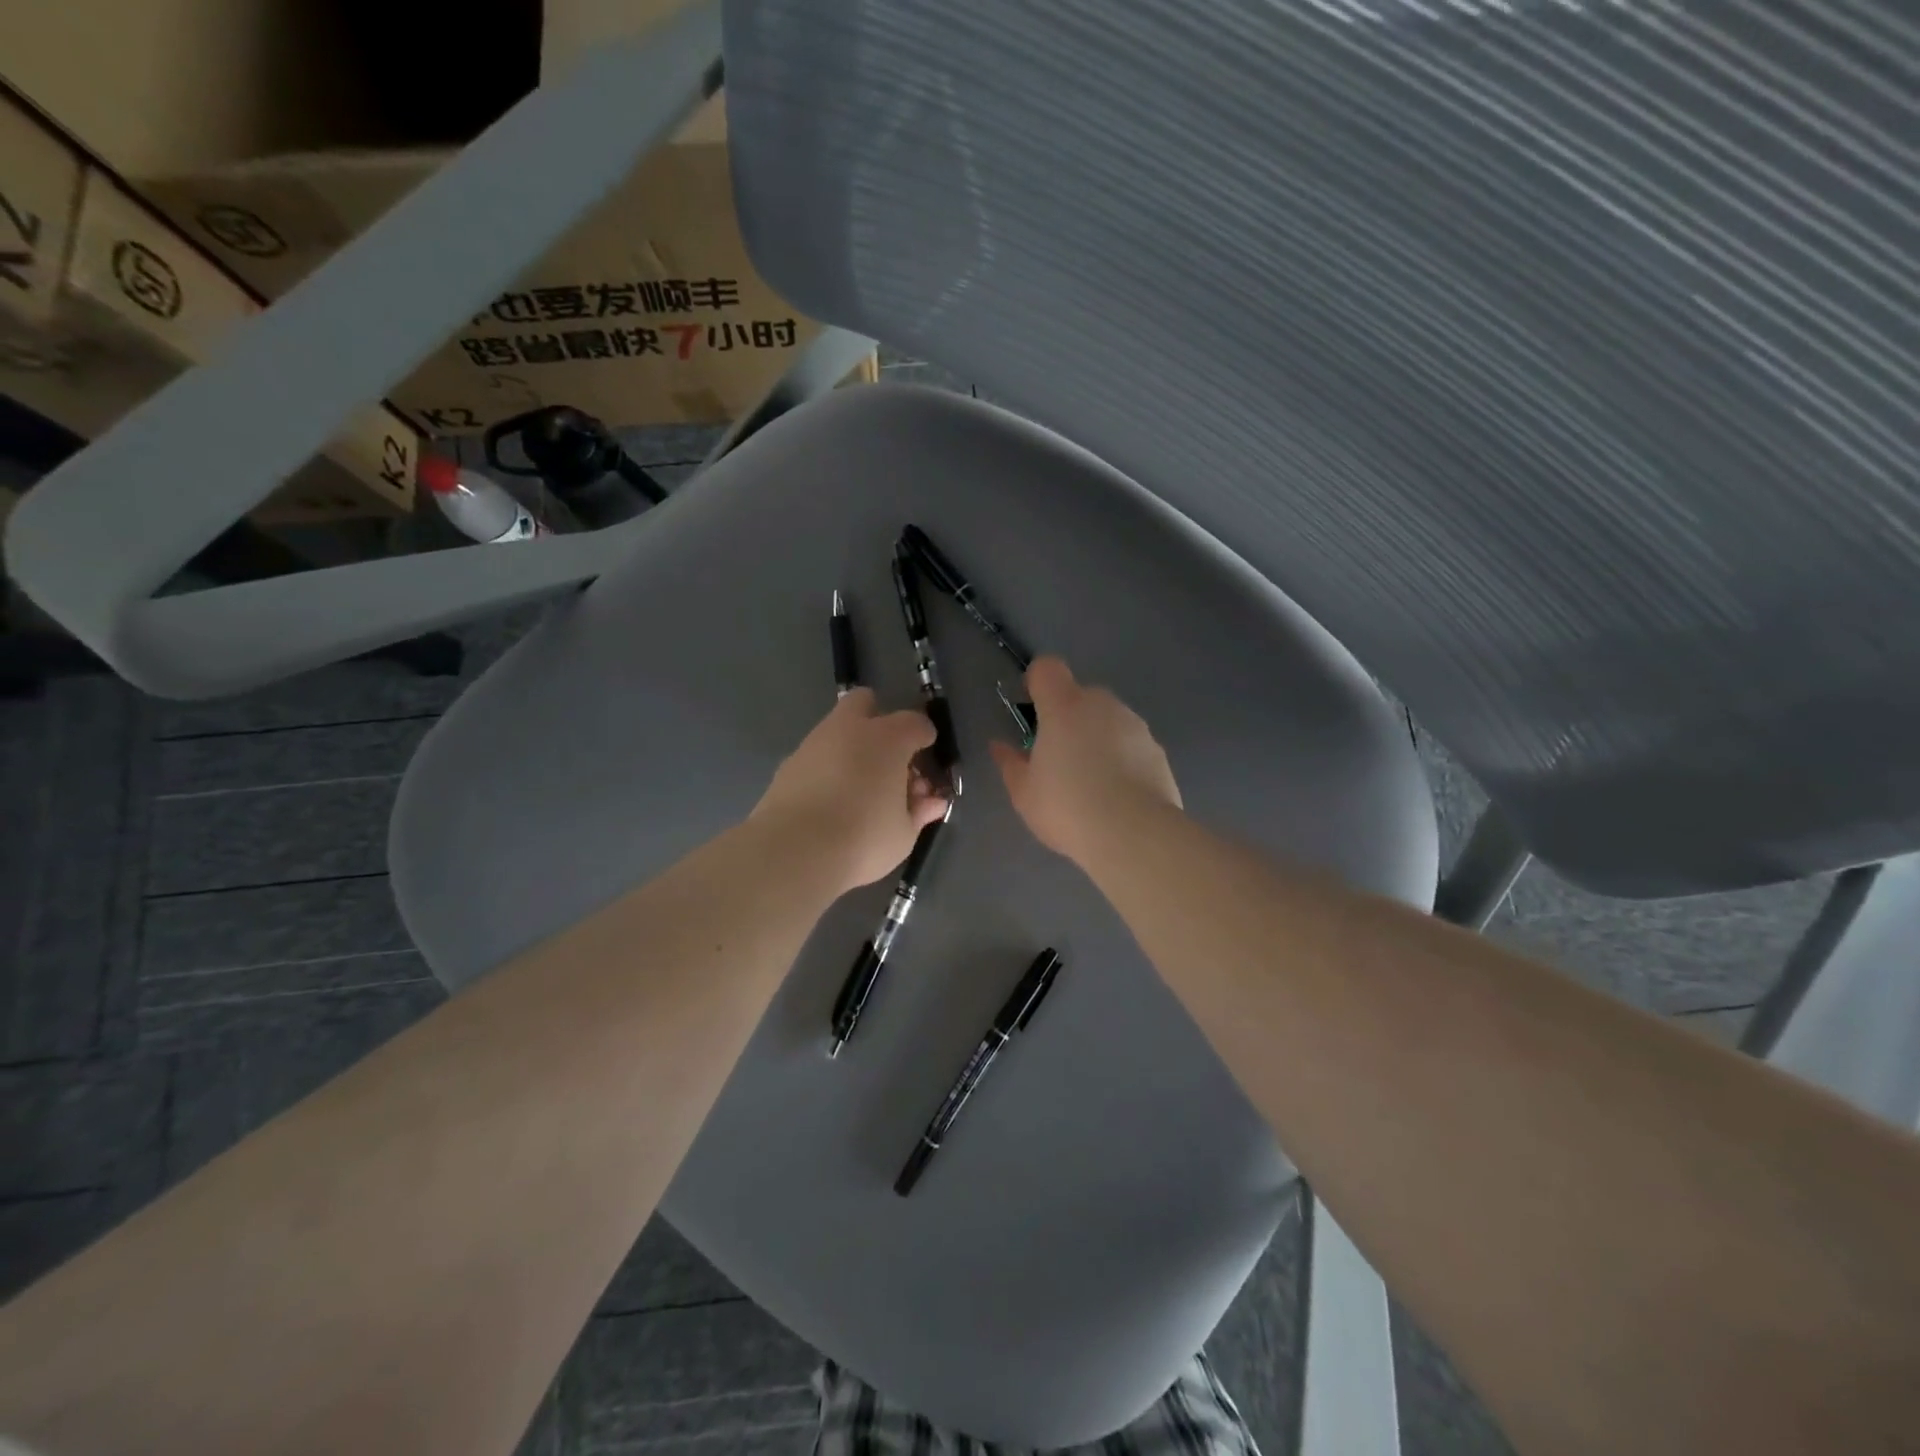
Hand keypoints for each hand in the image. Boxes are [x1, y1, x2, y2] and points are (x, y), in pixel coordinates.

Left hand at [753, 689, 950, 893]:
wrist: (794, 852)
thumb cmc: (863, 839)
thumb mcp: (904, 833)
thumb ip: (919, 811)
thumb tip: (931, 801)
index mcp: (887, 739)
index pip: (915, 723)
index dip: (925, 738)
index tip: (927, 757)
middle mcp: (849, 730)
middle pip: (865, 702)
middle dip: (879, 720)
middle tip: (888, 757)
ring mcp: (813, 744)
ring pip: (836, 729)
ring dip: (851, 747)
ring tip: (860, 787)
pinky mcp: (787, 765)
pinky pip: (816, 756)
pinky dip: (828, 769)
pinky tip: (831, 799)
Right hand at [989, 657, 1181, 864]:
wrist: (1134, 834)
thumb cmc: (1067, 808)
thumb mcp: (1025, 793)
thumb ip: (1010, 764)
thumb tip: (1000, 746)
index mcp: (1064, 707)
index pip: (1047, 669)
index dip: (1036, 682)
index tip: (1031, 710)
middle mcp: (1102, 705)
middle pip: (1080, 696)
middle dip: (1068, 717)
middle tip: (1059, 758)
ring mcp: (1135, 726)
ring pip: (1109, 720)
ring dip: (1097, 738)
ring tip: (1092, 782)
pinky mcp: (1158, 751)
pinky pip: (1131, 745)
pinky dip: (1122, 759)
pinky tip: (1118, 795)